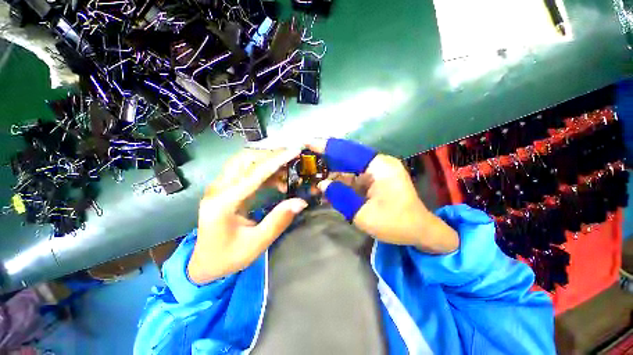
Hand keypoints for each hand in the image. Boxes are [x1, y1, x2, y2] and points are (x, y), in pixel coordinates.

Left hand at [187, 148, 307, 284]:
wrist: (204, 264)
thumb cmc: (228, 257)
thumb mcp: (256, 243)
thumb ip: (278, 221)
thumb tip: (300, 201)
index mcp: (224, 203)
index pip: (254, 174)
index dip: (276, 160)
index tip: (294, 151)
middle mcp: (218, 188)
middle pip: (245, 158)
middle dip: (271, 155)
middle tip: (293, 158)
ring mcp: (220, 186)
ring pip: (244, 160)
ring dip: (267, 160)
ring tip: (287, 169)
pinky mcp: (225, 188)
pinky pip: (245, 170)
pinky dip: (264, 170)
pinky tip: (277, 180)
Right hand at [309, 138, 458, 253]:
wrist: (420, 232)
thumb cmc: (396, 223)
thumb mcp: (363, 214)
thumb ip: (341, 196)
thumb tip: (322, 184)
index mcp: (379, 166)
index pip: (348, 151)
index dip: (327, 146)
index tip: (308, 143)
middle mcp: (378, 164)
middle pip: (347, 156)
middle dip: (326, 158)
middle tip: (306, 159)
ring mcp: (376, 172)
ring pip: (348, 168)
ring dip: (331, 173)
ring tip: (311, 176)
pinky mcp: (374, 181)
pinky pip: (352, 178)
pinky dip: (339, 182)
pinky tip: (326, 187)